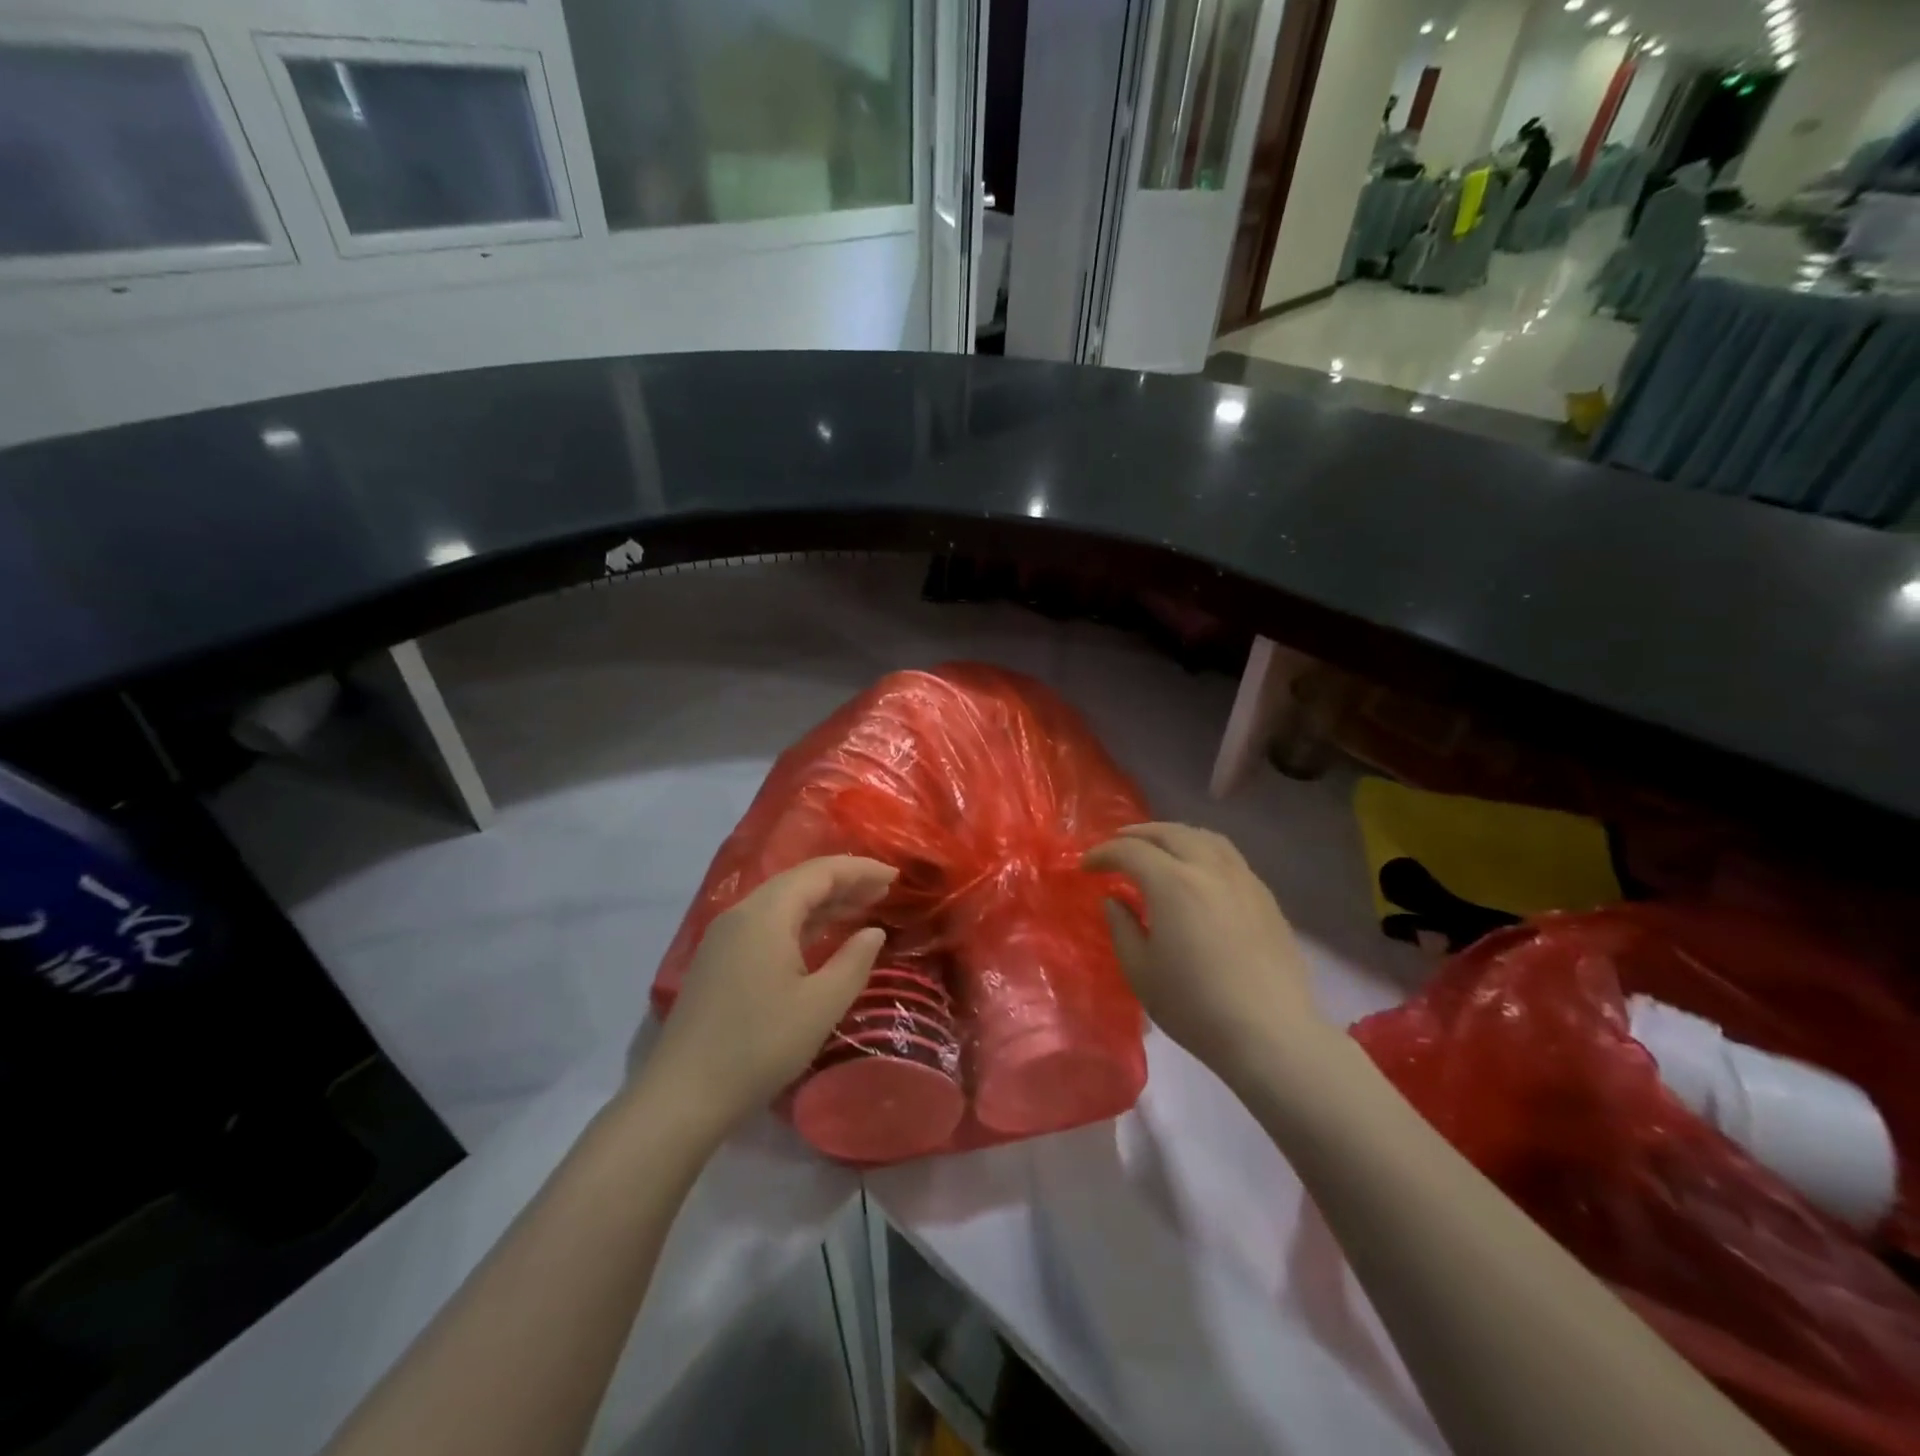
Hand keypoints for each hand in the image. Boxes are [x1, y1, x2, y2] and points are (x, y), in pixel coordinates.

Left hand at [643, 856, 896, 1136]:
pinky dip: (801, 921)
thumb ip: (854, 961)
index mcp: (766, 914)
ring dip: (823, 901)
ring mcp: (725, 936)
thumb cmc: (759, 1046)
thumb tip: (873, 932)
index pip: (820, 872)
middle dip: (844, 881)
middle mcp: (742, 913)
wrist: (682, 1096)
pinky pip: (767, 923)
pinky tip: (822, 936)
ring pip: (782, 902)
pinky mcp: (718, 959)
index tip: (895, 877)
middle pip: (799, 881)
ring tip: (863, 908)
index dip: (860, 870)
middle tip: (885, 891)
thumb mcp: (820, 1005)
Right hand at [1084, 823, 1326, 1081]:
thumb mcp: (1141, 971)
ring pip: (1204, 837)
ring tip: (1158, 847)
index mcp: (1173, 883)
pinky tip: (1198, 872)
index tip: (1086, 867)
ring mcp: (1243, 879)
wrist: (1270, 1033)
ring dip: (1173, 835)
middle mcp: (1209, 868)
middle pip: (1169, 833)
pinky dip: (1202, 850)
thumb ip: (1122, 928)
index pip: (1130, 851)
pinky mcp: (1265, 896)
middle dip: (1137, 834)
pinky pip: (1228, 856)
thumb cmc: (1195, 1006)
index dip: (1103, 854)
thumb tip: (1114, 901)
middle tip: (1116, 845)